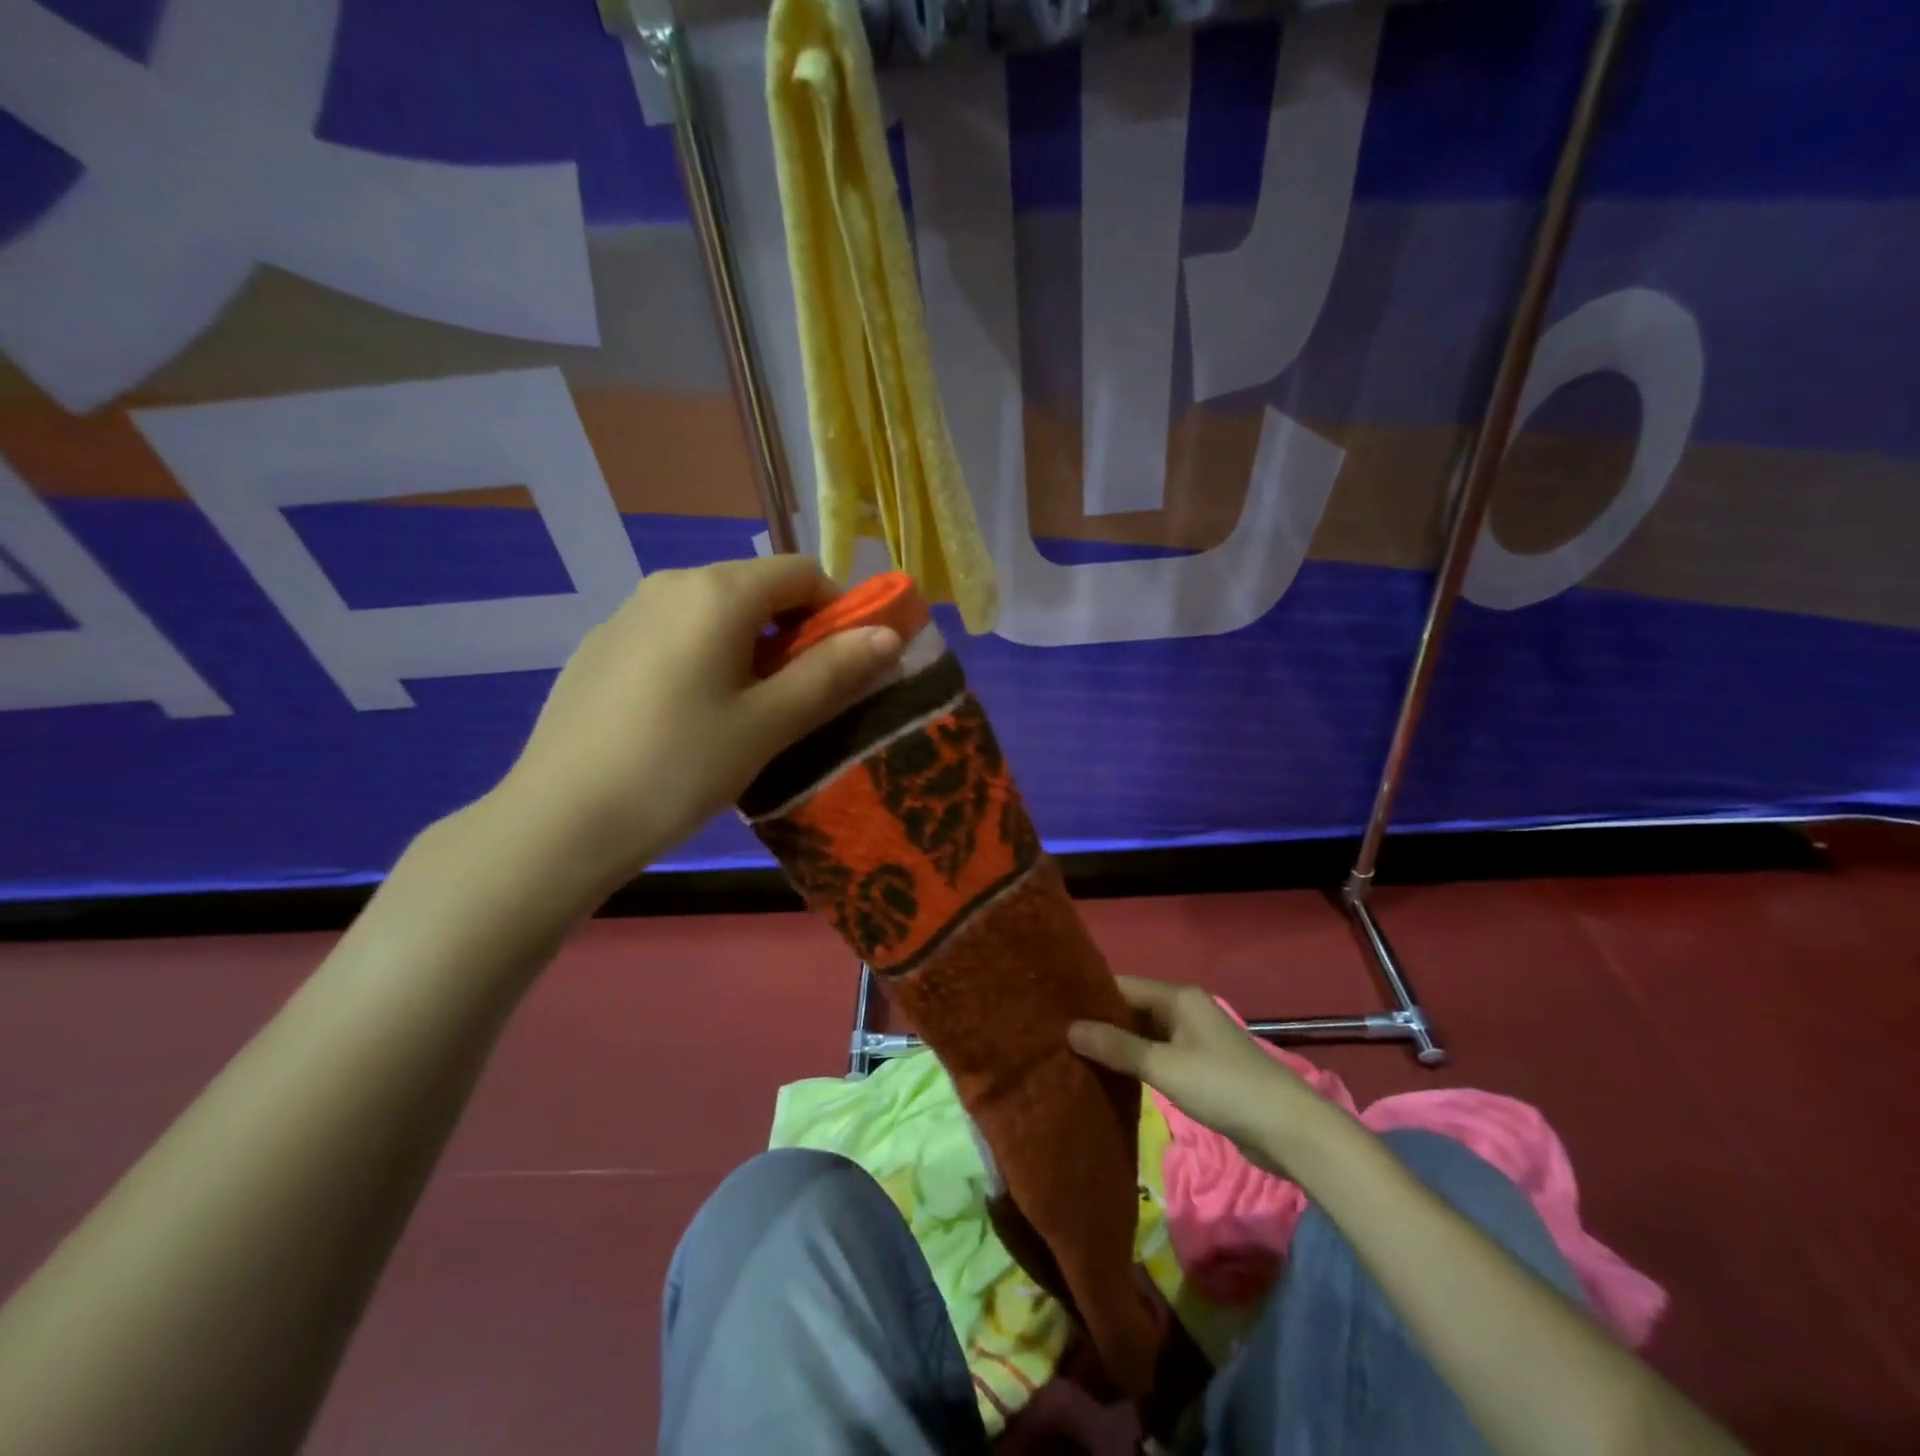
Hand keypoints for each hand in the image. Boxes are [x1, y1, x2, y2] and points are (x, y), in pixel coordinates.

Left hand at [490, 556, 903, 896]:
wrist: (558, 821)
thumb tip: (891, 633)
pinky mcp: (602, 646)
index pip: (802, 572)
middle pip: (757, 588)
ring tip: (743, 715)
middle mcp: (669, 583)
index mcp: (715, 592)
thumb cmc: (678, 768)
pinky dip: (704, 658)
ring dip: (750, 649)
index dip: (837, 612)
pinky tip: (687, 719)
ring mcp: (628, 612)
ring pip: (715, 613)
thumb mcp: (768, 724)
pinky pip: (675, 634)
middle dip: (794, 634)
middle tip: (797, 700)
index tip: (842, 668)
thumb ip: (832, 672)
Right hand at [1069, 977, 1329, 1174]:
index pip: (1123, 985)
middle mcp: (1186, 1010)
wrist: (1287, 1129)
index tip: (1055, 1008)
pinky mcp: (1202, 1068)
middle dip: (1102, 1021)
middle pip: (1134, 1008)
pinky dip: (1137, 1063)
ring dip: (1118, 1045)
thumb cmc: (1223, 1086)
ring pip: (1146, 1035)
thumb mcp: (1163, 1066)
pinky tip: (1112, 1077)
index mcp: (1179, 997)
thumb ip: (1117, 1048)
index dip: (1091, 996)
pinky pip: (1159, 1056)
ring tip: (1076, 1055)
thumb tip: (1070, 1029)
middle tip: (1059, 1035)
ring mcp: (1195, 1040)